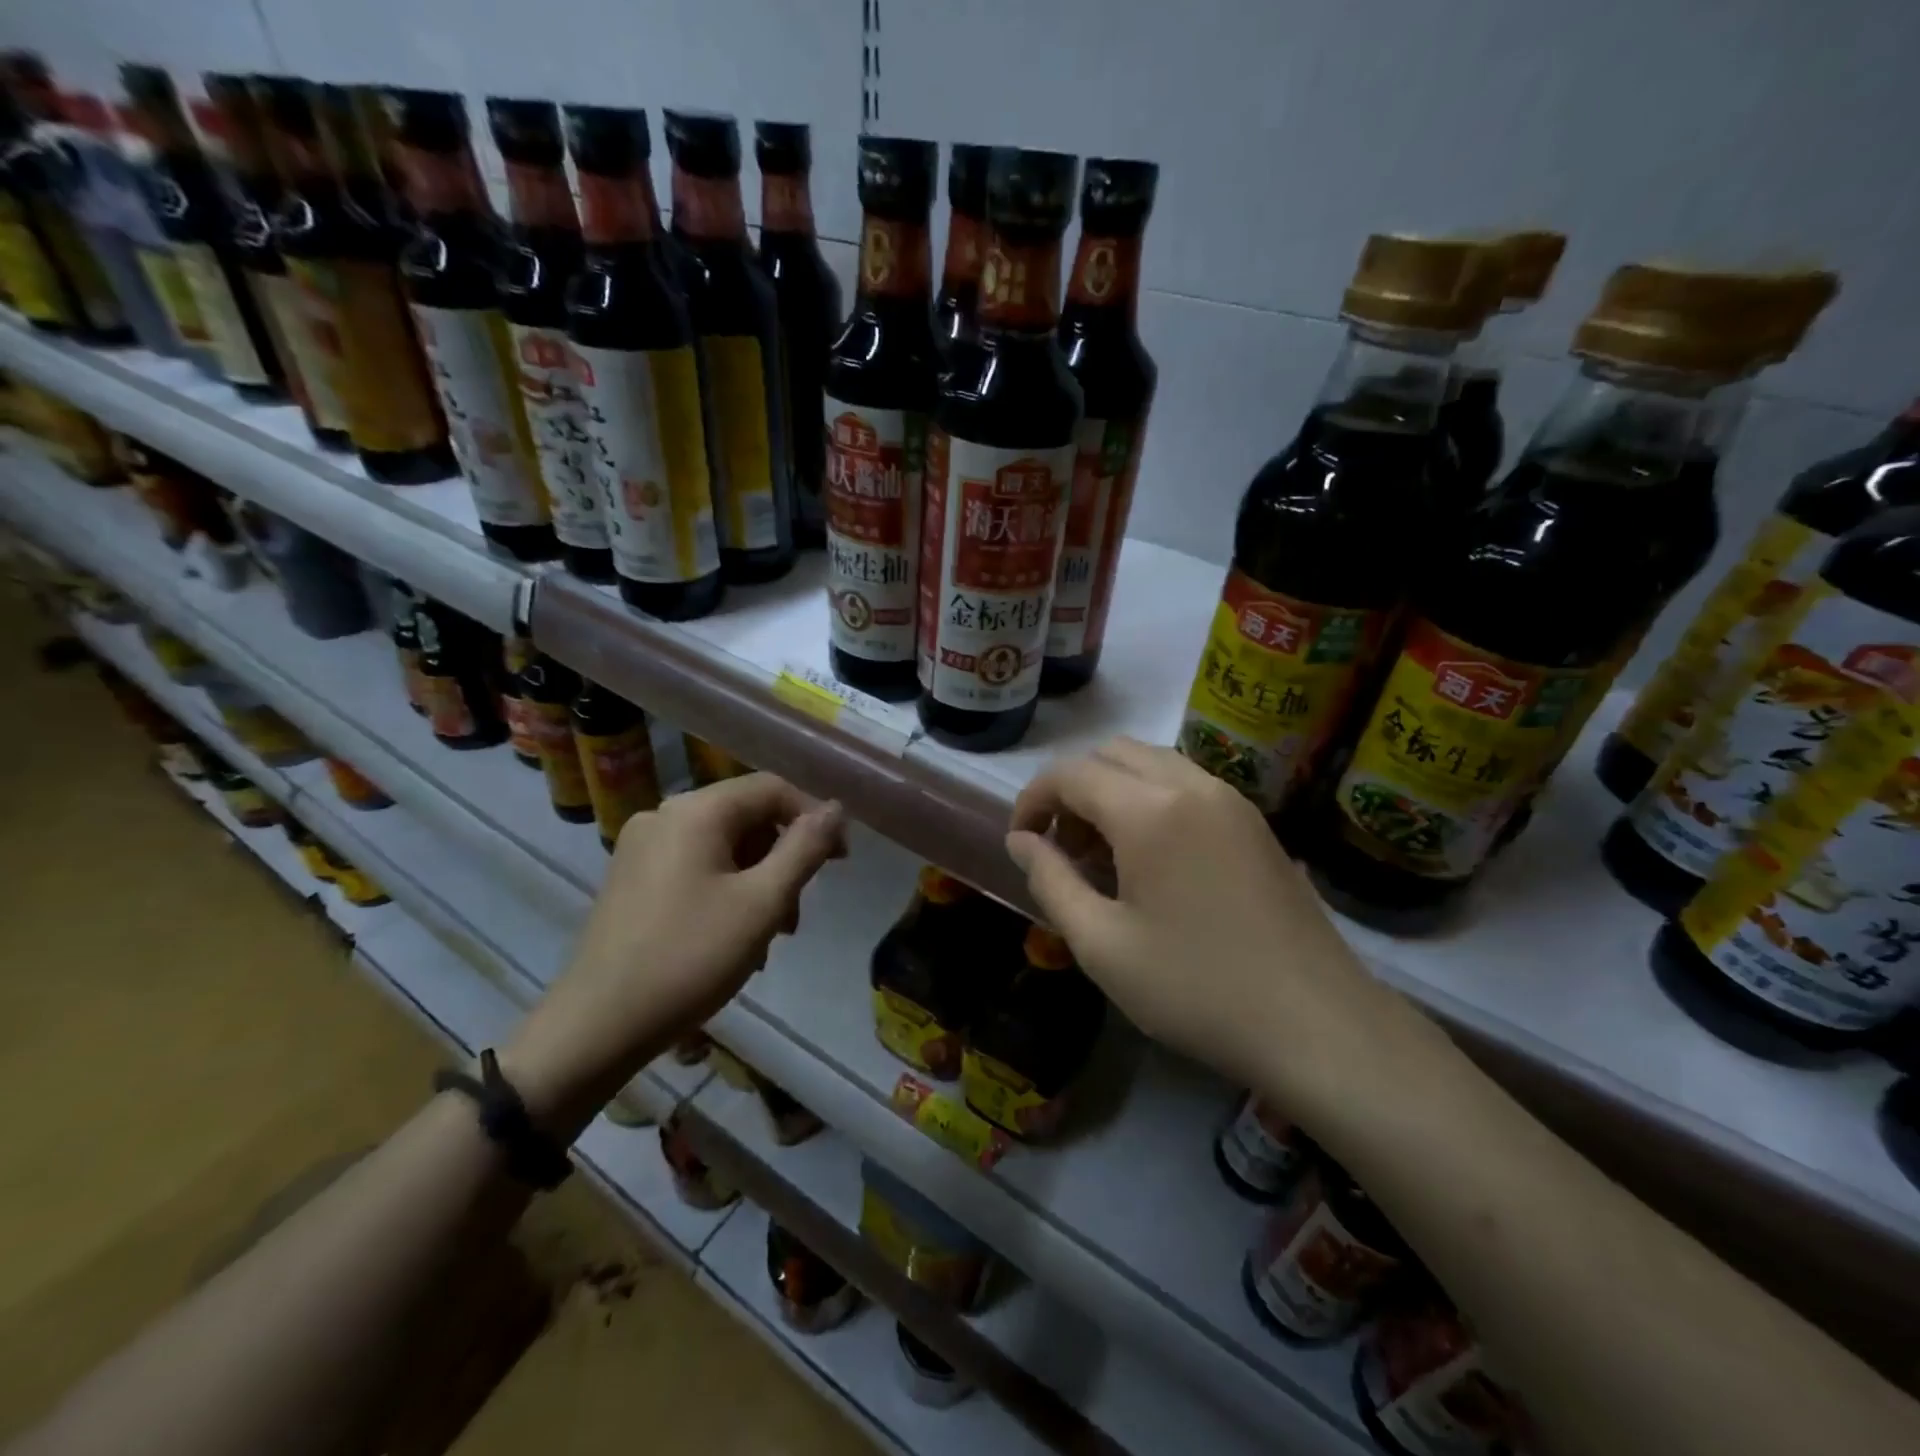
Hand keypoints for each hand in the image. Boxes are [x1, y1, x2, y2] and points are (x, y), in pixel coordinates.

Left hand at [504, 773, 845, 1133]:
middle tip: (795, 918)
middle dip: (782, 861)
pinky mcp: (631, 878)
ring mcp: (642, 847)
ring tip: (766, 939)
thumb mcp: (763, 903)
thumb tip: (836, 808)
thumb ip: (805, 848)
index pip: (772, 789)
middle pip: (747, 818)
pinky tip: (731, 940)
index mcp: (697, 811)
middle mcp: (665, 815)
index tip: (840, 863)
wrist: (597, 1025)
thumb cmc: (690, 957)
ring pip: (723, 847)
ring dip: (756, 883)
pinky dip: (725, 892)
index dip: (814, 818)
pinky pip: (695, 867)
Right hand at [1006, 738, 1419, 1103]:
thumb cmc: (1196, 988)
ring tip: (1105, 856)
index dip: (1033, 799)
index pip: (1070, 773)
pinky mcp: (1255, 822)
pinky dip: (1151, 800)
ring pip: (1151, 762)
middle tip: (1064, 849)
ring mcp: (1231, 799)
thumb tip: (1020, 841)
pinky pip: (1186, 784)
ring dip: (1113, 791)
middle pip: (1111, 753)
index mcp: (1149, 809)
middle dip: (1073, 790)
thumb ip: (1051, 881)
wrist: (1317, 1024)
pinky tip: (1154, 861)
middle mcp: (1191, 785)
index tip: (1020, 842)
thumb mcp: (1102, 945)